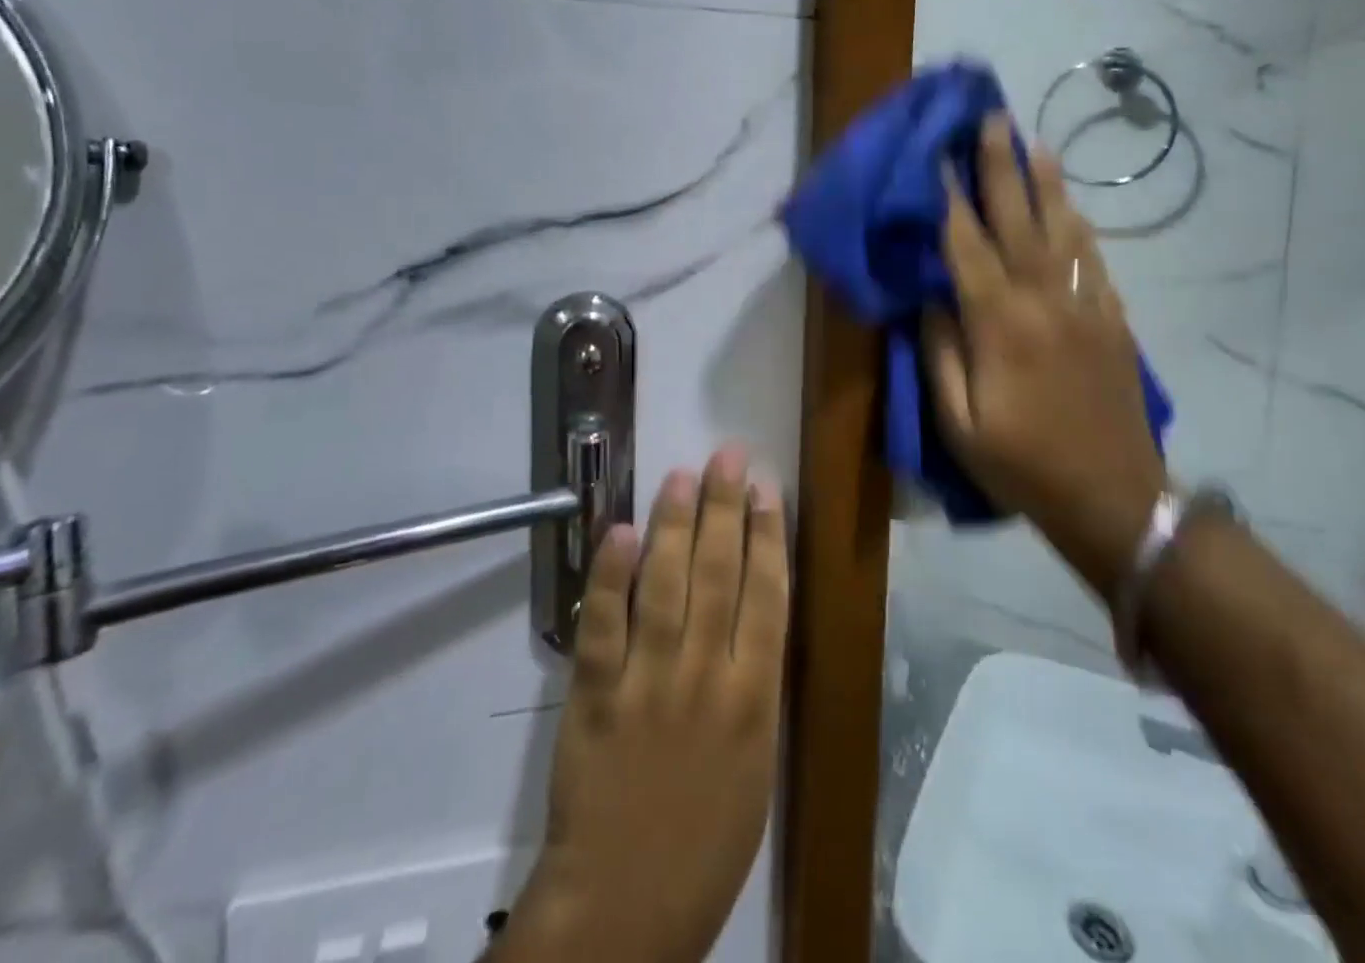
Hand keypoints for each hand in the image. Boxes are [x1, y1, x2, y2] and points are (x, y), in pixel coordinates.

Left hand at [498, 447, 788, 962]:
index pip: (767, 595)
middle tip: (727, 456)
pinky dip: (612, 576)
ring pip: (666, 586)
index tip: (766, 488)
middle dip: (726, 508)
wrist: (625, 908)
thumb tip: (752, 610)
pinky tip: (623, 531)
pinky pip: (604, 625)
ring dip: (675, 524)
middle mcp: (707, 677)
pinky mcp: (596, 696)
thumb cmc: (706, 840)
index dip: (768, 535)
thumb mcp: (756, 763)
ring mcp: (649, 682)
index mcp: (755, 698)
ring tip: (682, 476)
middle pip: (719, 574)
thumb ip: (755, 684)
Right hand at [923, 113, 1166, 595]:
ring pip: (1062, 229)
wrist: (1113, 498)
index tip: (937, 156)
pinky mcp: (1112, 319)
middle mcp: (1044, 301)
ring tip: (1033, 143)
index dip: (949, 199)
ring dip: (1045, 183)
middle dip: (1000, 167)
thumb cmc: (1022, 465)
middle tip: (990, 119)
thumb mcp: (959, 424)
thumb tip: (929, 298)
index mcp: (999, 325)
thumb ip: (940, 354)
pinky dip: (1078, 224)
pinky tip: (1069, 206)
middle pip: (1018, 221)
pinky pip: (1093, 258)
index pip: (966, 247)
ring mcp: (1084, 306)